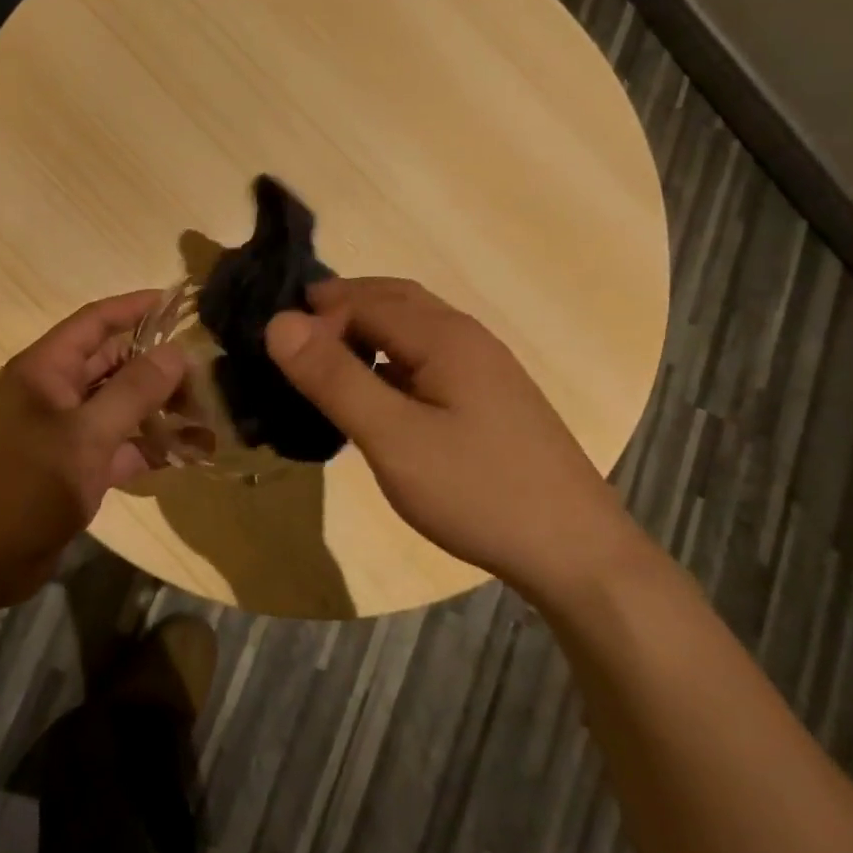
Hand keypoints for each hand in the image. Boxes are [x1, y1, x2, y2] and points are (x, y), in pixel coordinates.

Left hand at [0, 292, 186, 609]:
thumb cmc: (27, 487)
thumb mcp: (86, 436)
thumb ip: (134, 391)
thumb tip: (178, 352)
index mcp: (47, 368)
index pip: (96, 320)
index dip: (136, 306)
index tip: (180, 301)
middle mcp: (56, 390)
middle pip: (114, 362)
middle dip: (159, 366)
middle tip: (207, 374)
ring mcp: (65, 429)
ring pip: (121, 405)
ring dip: (161, 408)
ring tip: (208, 414)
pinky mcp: (76, 465)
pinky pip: (120, 443)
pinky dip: (150, 446)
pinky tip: (189, 453)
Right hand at [264, 277, 642, 602]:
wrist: (575, 553)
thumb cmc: (478, 491)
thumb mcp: (393, 438)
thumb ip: (334, 378)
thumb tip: (279, 323)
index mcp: (444, 335)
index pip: (364, 299)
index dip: (316, 314)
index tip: (277, 351)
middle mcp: (467, 337)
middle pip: (393, 301)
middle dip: (340, 308)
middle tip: (293, 342)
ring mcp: (485, 368)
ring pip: (412, 330)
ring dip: (366, 333)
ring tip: (326, 366)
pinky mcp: (491, 399)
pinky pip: (427, 360)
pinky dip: (389, 361)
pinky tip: (377, 398)